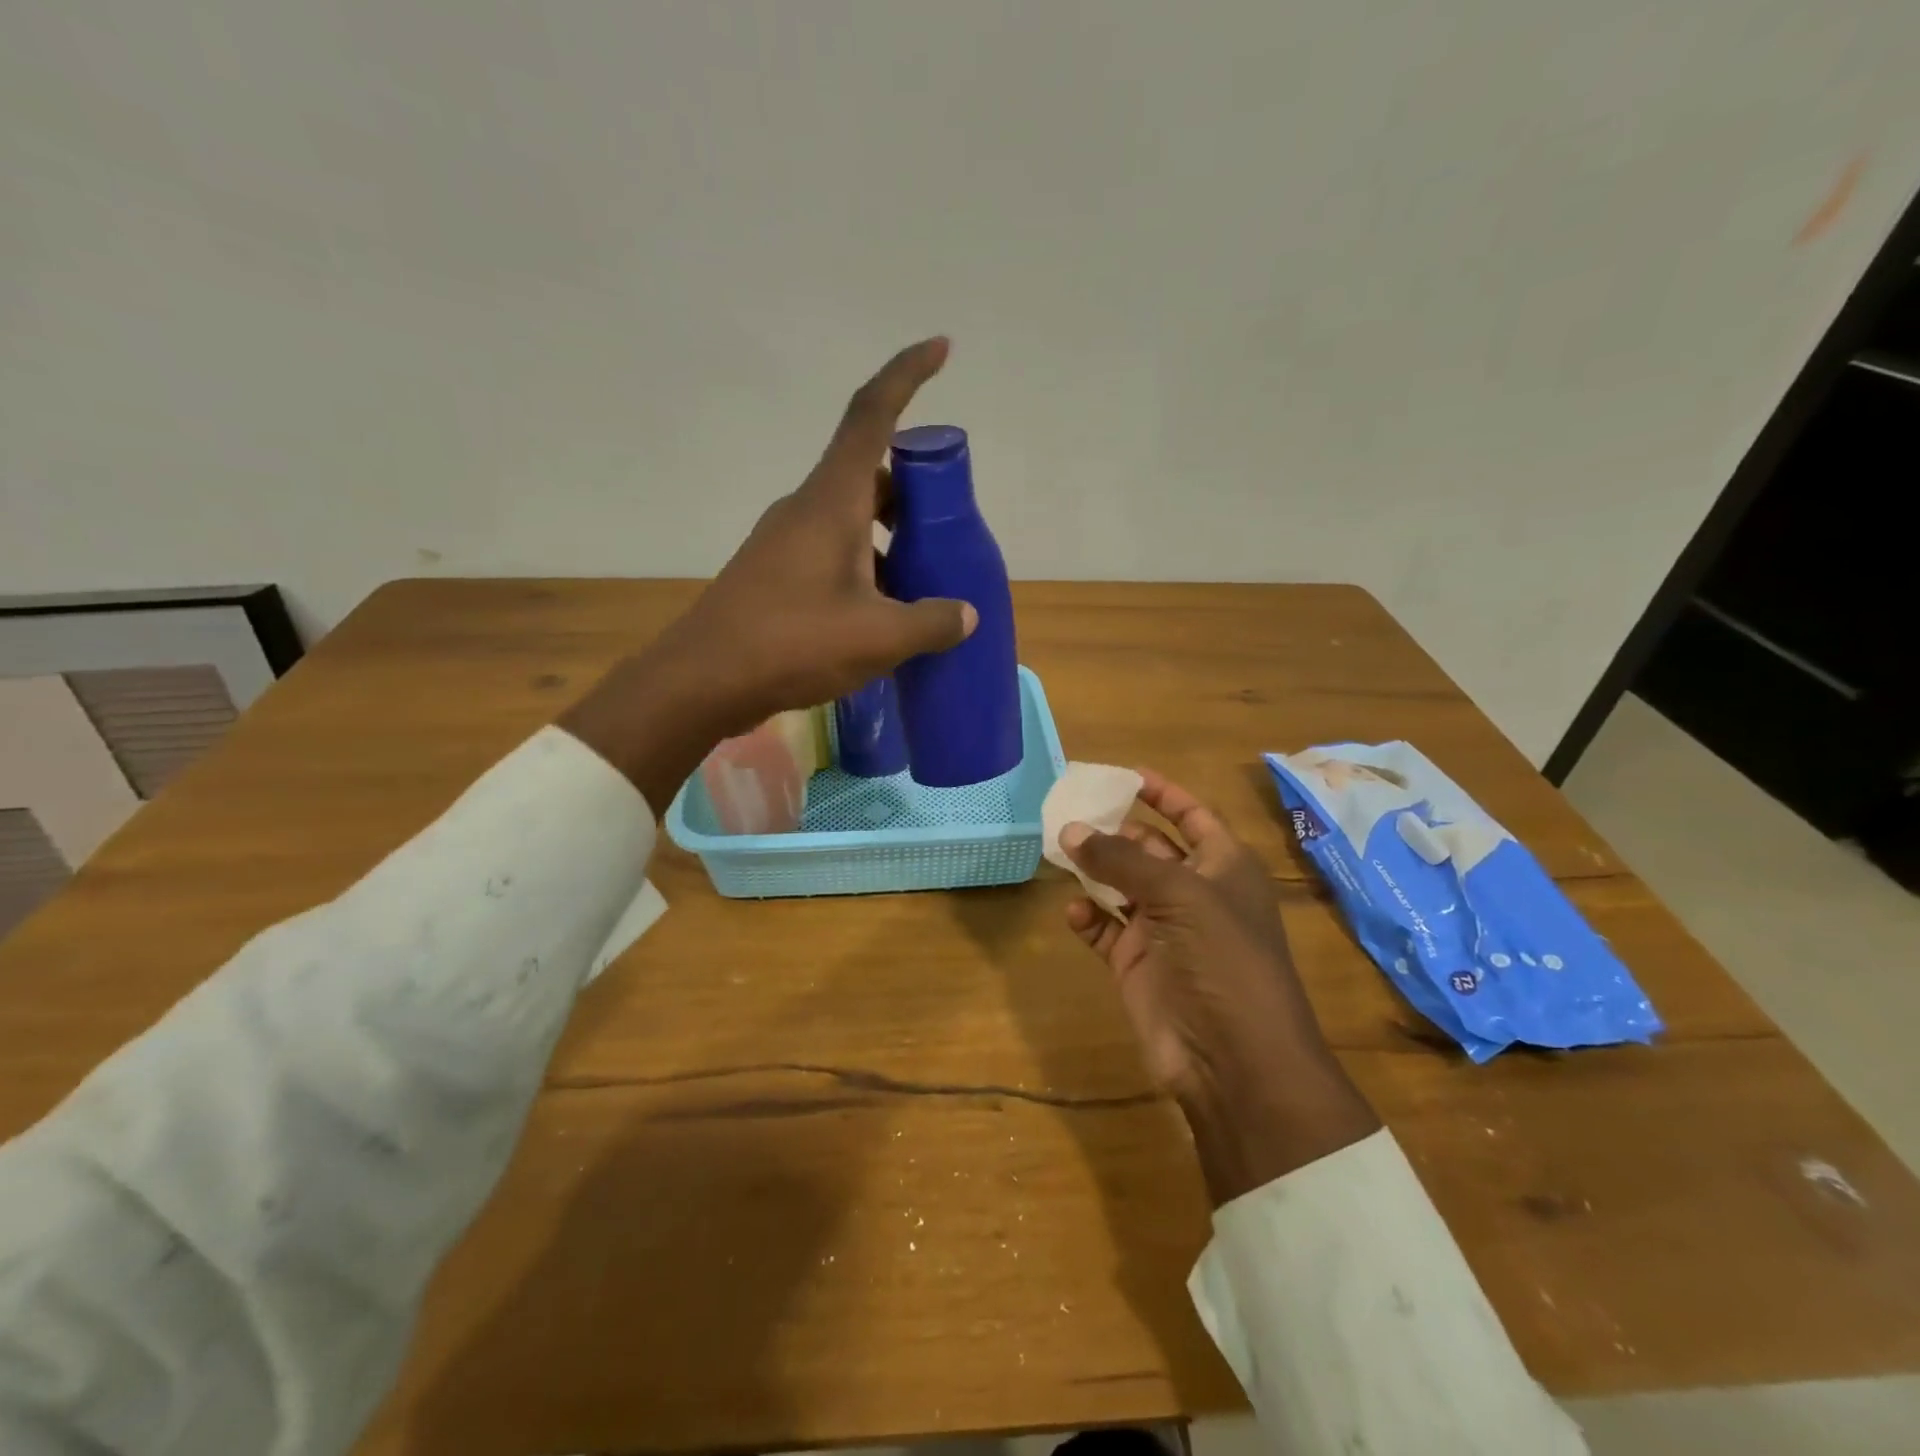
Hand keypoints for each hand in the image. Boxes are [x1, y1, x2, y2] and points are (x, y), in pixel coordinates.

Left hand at [561, 339, 975, 807]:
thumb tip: (965, 615)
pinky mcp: (776, 574)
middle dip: (912, 487)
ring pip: (851, 517)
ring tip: (924, 579)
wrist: (703, 680)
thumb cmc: (792, 644)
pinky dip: (866, 564)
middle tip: (947, 524)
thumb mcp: (878, 637)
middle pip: (867, 473)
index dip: (908, 374)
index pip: (871, 414)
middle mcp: (806, 508)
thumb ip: (931, 621)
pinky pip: (833, 551)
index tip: (941, 349)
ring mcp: (786, 541)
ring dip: (889, 535)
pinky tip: (883, 610)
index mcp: (831, 501)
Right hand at [1062, 771, 1380, 1204]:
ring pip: (1121, 885)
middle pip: (1149, 848)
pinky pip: (1104, 928)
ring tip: (1059, 850)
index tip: (1123, 775)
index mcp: (1223, 867)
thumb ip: (1121, 860)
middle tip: (1069, 812)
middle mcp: (1193, 893)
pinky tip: (1071, 911)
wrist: (1234, 1060)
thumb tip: (1070, 830)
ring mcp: (1163, 929)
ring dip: (1094, 869)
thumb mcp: (1178, 895)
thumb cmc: (1222, 959)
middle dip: (1114, 830)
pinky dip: (1087, 917)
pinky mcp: (1136, 963)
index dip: (1163, 793)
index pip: (1192, 816)